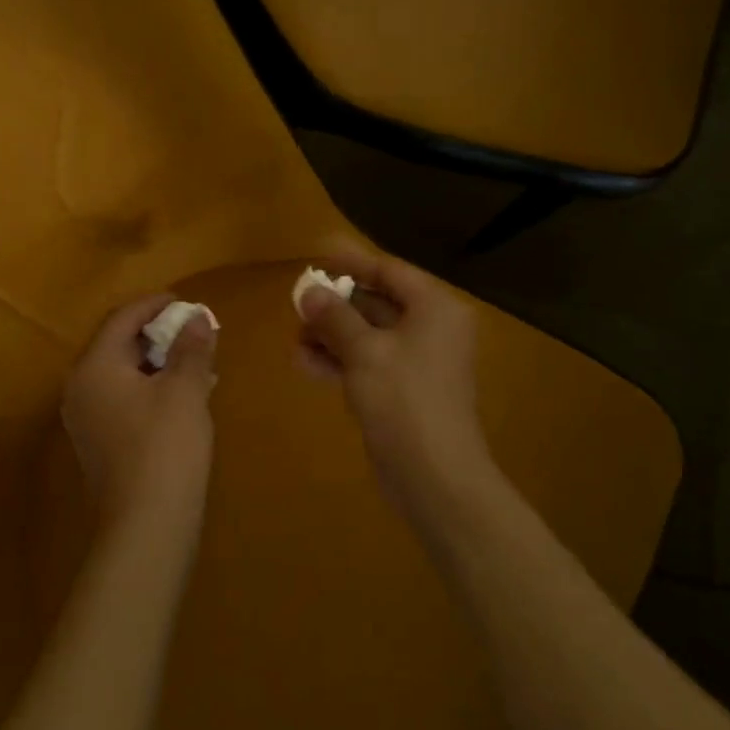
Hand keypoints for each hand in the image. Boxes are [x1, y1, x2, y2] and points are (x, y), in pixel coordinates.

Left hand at [62, 294, 218, 537]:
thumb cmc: (165, 447)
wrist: (146, 526)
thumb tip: (196, 318)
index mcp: (94, 367)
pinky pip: (122, 399)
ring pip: (120, 374)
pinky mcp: (98, 443)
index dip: (153, 305)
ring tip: (192, 361)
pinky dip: (148, 388)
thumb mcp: (185, 390)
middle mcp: (80, 388)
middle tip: (191, 330)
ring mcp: (86, 419)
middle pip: (116, 345)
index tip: (184, 301)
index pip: (121, 319)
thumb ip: (190, 348)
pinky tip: (179, 396)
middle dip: (155, 334)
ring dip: (155, 362)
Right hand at [296, 250, 492, 511]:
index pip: (389, 271)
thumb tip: (309, 291)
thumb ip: (335, 317)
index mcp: (434, 309)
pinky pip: (368, 362)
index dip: (351, 261)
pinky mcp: (402, 391)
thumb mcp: (364, 352)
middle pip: (377, 302)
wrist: (434, 475)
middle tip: (297, 300)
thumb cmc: (404, 400)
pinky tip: (307, 363)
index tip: (316, 253)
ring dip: (332, 333)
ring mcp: (417, 363)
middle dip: (336, 303)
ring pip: (368, 335)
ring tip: (296, 336)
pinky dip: (340, 359)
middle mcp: (430, 330)